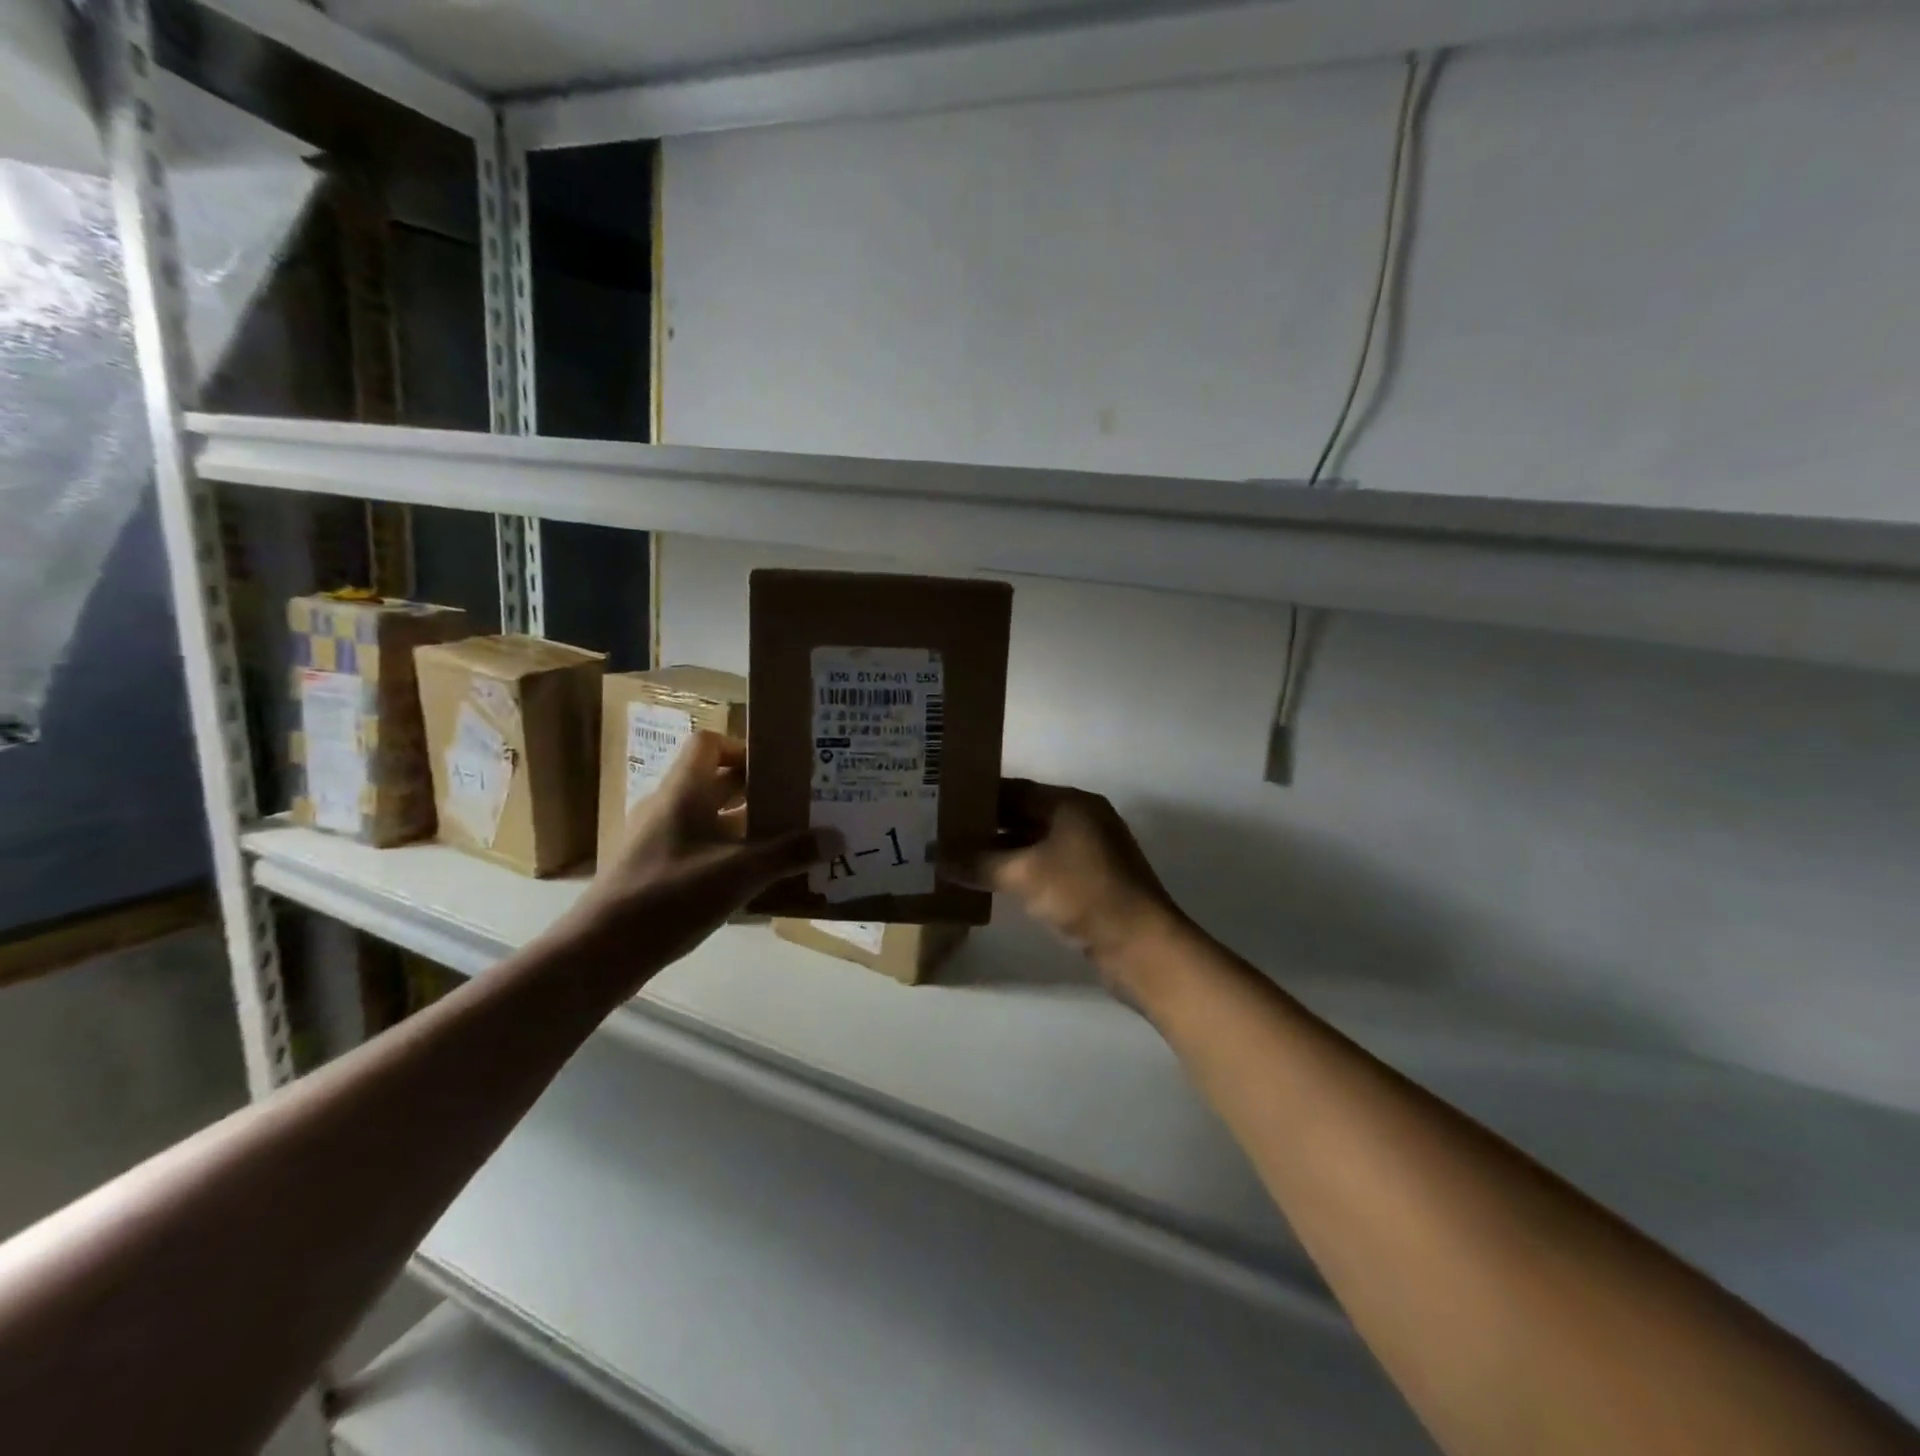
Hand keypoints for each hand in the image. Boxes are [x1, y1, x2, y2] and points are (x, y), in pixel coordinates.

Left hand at [563, 732, 835, 964]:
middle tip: (797, 804)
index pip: (709, 744)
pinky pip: (700, 847)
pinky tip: (756, 879)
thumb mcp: (739, 873)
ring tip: (788, 841)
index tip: (778, 771)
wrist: (601, 951)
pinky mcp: (656, 870)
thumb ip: (789, 853)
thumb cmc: (670, 896)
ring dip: (746, 826)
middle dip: (757, 791)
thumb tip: (836, 837)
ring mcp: (659, 840)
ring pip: (710, 818)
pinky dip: (729, 853)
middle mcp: (668, 807)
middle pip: (716, 781)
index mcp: (683, 791)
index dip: (743, 749)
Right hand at [949, 779, 1184, 987]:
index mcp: (1071, 803)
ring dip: (999, 851)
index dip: (979, 796)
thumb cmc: (1083, 893)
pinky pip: (1043, 867)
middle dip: (985, 825)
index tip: (942, 803)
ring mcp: (1087, 852)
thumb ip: (978, 862)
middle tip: (941, 832)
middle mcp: (1081, 819)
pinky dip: (1017, 871)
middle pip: (1024, 815)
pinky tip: (988, 883)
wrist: (1142, 946)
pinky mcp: (1088, 882)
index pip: (1016, 789)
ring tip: (955, 857)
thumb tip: (934, 856)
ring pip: (1032, 843)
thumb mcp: (1024, 874)